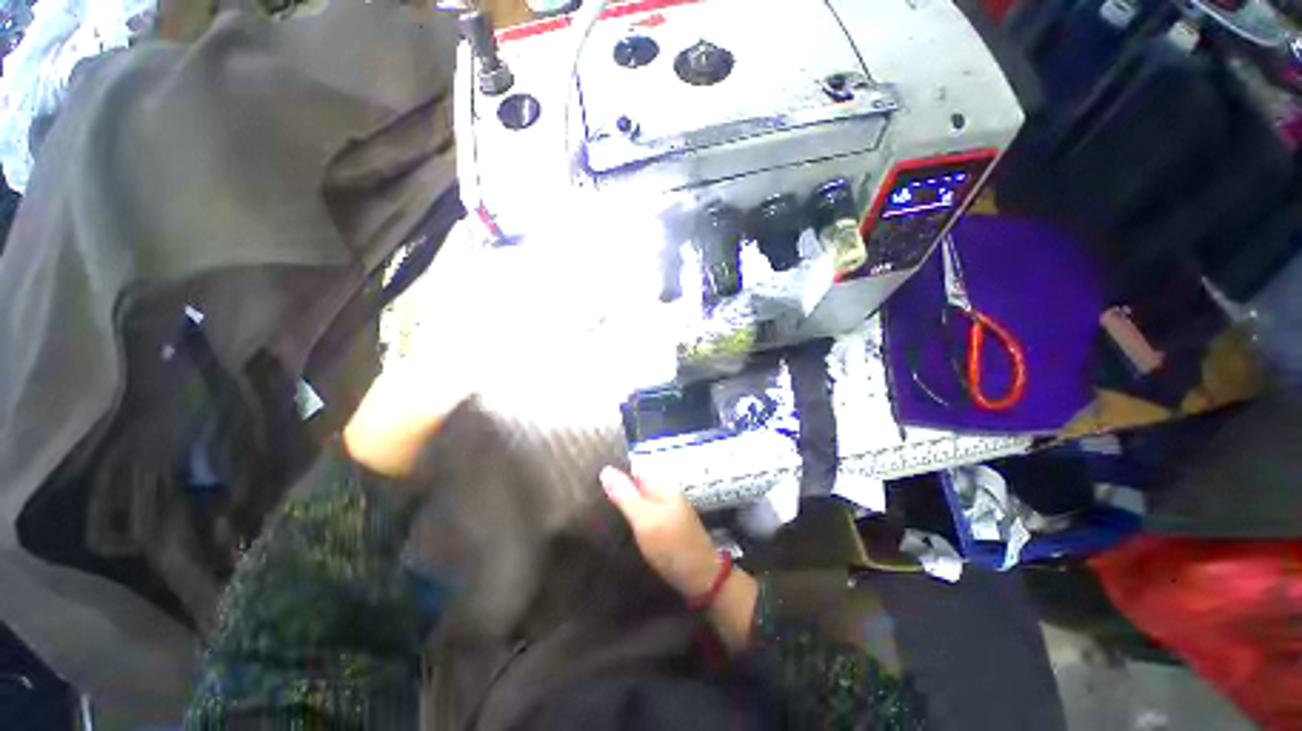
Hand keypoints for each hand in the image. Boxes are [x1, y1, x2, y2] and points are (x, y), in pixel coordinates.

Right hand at [601, 466, 758, 650]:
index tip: (588, 476)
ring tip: (592, 507)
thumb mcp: (645, 519)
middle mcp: (663, 491)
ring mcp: (663, 509)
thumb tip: (605, 469)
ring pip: (636, 498)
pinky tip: (611, 523)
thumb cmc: (673, 545)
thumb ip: (625, 494)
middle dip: (614, 486)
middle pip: (634, 481)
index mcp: (662, 483)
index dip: (613, 469)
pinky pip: (640, 513)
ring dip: (619, 502)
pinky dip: (627, 515)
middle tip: (586, 494)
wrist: (701, 578)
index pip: (634, 465)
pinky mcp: (662, 525)